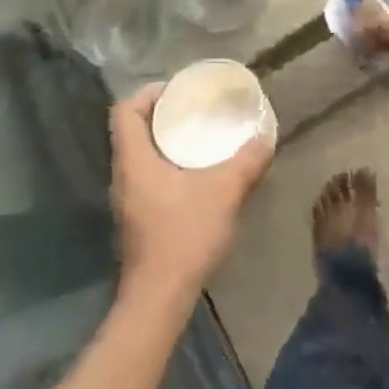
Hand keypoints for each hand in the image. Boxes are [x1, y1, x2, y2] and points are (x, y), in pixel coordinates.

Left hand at [109, 83, 273, 301]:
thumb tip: (265, 137)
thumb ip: (247, 161)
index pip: (124, 111)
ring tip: (199, 137)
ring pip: (140, 156)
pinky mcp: (138, 218)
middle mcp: (124, 175)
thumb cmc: (184, 235)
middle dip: (161, 115)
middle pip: (132, 131)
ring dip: (165, 142)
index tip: (176, 91)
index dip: (146, 94)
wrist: (159, 298)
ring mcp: (128, 199)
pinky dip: (168, 165)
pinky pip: (148, 177)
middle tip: (195, 109)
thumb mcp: (224, 192)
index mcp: (134, 160)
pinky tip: (197, 175)